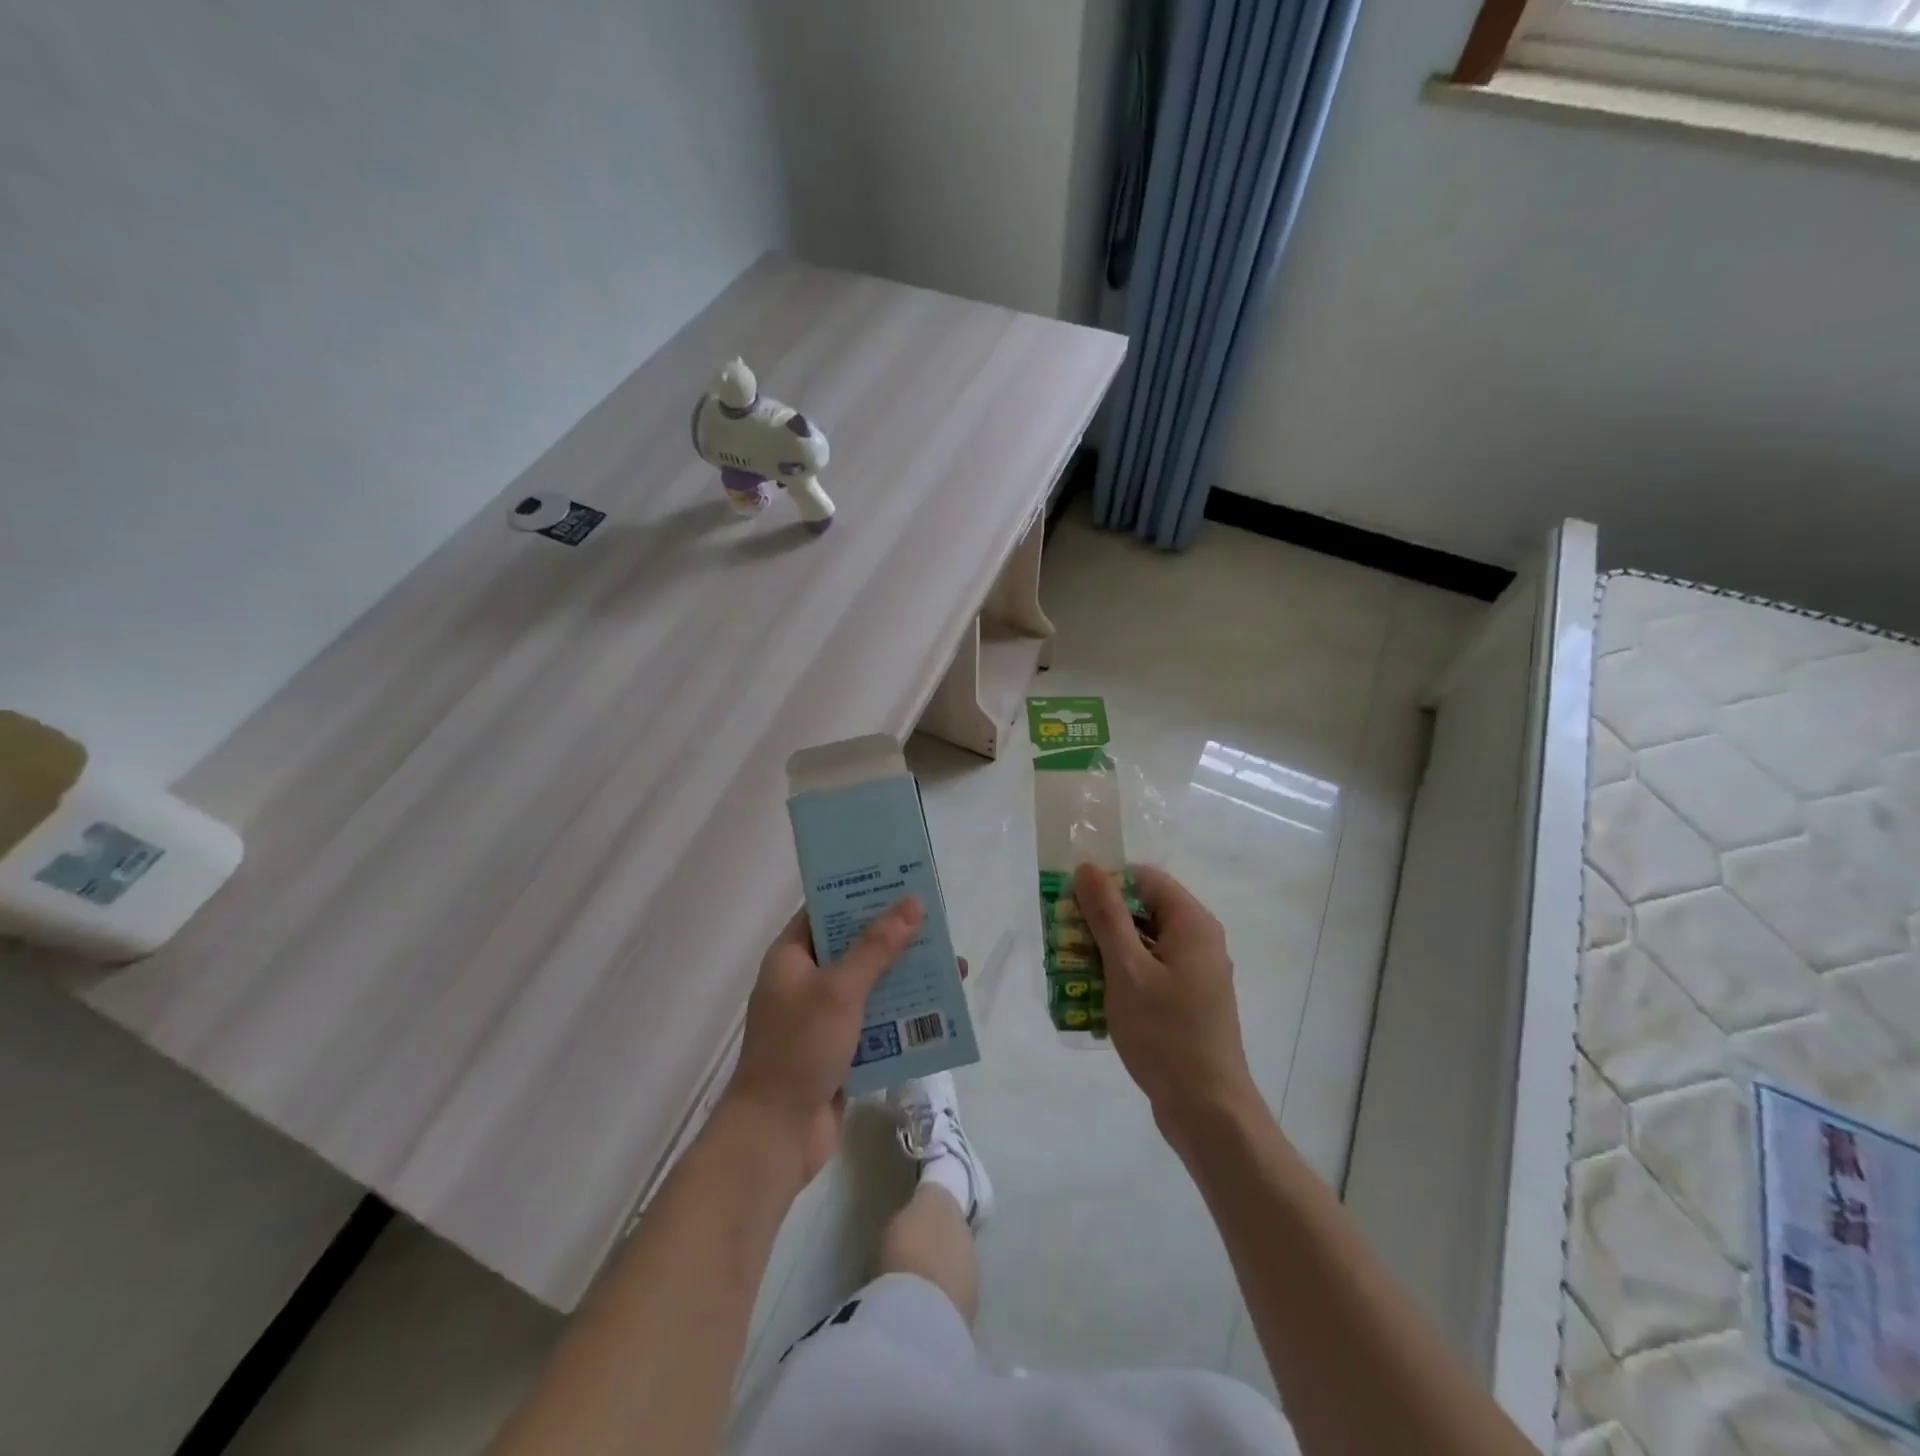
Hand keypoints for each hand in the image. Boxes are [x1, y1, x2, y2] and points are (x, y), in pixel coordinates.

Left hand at [725, 895, 922, 1182]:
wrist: (776, 1135)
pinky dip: (902, 1013)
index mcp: (792, 955)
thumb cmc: (800, 1049)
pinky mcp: (840, 1047)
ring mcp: (823, 1016)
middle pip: (855, 945)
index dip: (861, 892)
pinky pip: (877, 1019)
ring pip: (871, 983)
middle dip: (896, 937)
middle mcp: (806, 979)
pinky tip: (938, 1011)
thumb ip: (877, 946)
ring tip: (951, 967)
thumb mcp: (840, 990)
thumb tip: (912, 902)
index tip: (900, 880)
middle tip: (937, 922)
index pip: (826, 909)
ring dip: (906, 977)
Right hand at [1072, 863, 1258, 1144]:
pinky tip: (1091, 995)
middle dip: (1101, 919)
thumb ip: (1107, 916)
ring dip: (1106, 949)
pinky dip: (1122, 975)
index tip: (1070, 902)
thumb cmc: (1166, 1033)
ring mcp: (1194, 973)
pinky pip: (1149, 971)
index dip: (1107, 882)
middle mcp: (1199, 941)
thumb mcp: (1127, 969)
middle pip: (1144, 909)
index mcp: (1192, 924)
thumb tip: (1088, 868)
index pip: (1145, 879)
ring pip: (1144, 943)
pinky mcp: (1187, 1001)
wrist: (1207, 1109)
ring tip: (1068, 965)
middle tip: (1063, 935)